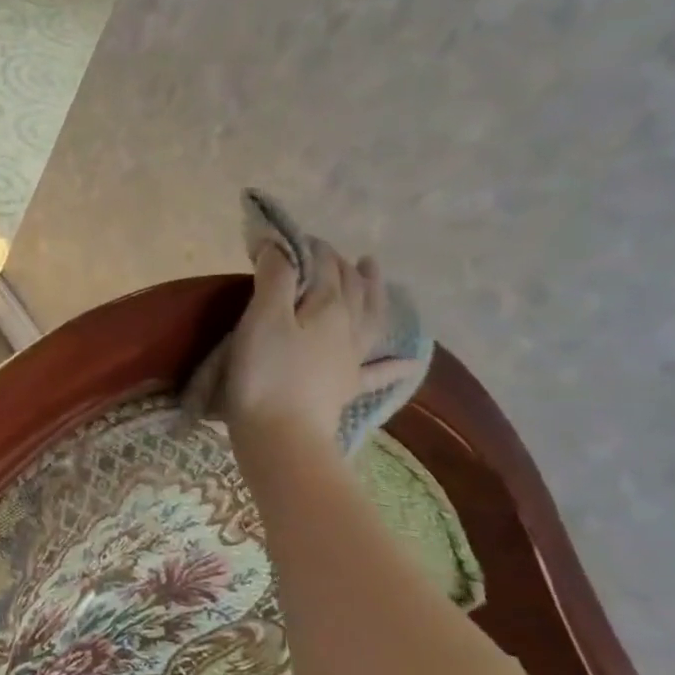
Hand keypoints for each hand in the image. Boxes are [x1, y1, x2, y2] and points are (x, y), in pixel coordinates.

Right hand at [220, 241, 406, 443]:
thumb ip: (275, 278)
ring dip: (374, 292)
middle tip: (329, 251)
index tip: (290, 238)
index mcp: (328, 308)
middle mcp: (348, 328)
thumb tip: (281, 245)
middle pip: (351, 288)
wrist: (281, 436)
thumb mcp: (263, 318)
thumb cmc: (265, 373)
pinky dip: (395, 363)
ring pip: (370, 318)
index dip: (310, 248)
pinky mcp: (346, 389)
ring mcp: (351, 360)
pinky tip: (411, 360)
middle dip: (340, 265)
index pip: (324, 267)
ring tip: (374, 271)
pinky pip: (378, 371)